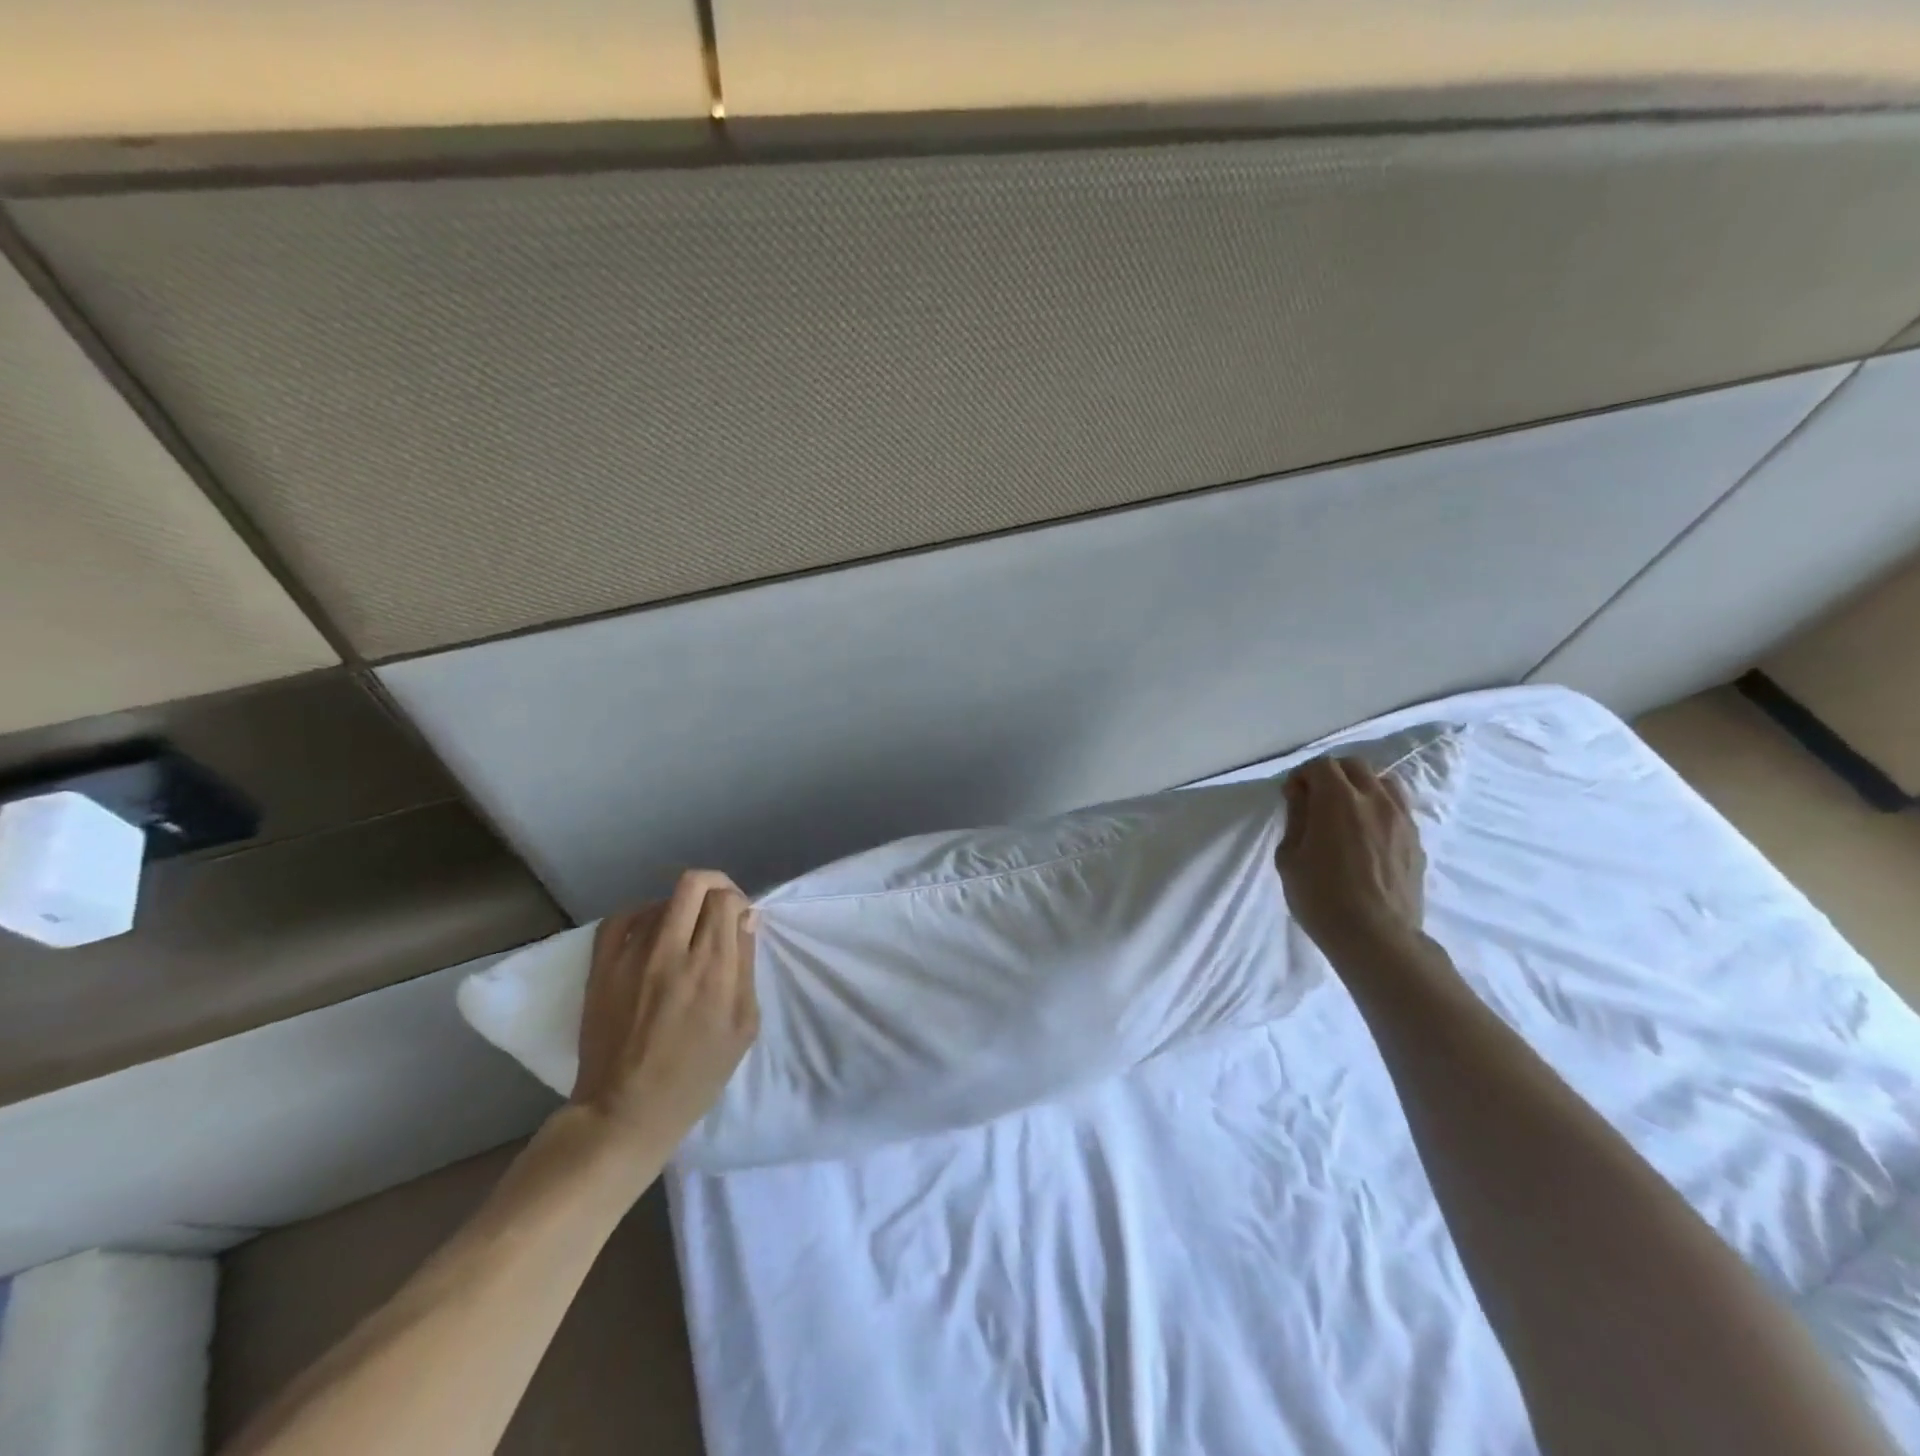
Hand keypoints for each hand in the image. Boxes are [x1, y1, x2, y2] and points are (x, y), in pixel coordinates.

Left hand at [569, 870, 759, 1157]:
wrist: (625, 1112)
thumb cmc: (696, 1075)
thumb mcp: (743, 1026)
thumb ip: (746, 966)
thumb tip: (746, 919)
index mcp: (712, 968)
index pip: (727, 900)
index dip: (738, 901)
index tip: (740, 920)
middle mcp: (672, 952)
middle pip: (694, 884)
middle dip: (714, 886)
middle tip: (718, 907)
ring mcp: (631, 957)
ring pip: (661, 899)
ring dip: (681, 907)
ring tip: (685, 931)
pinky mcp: (601, 968)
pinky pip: (620, 918)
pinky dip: (641, 914)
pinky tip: (650, 930)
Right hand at [1276, 756, 1426, 959]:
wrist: (1377, 937)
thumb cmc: (1322, 897)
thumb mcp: (1290, 857)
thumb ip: (1296, 818)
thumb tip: (1302, 796)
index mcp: (1338, 800)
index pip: (1321, 765)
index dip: (1302, 776)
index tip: (1292, 797)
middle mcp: (1374, 800)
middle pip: (1355, 766)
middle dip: (1332, 775)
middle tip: (1316, 800)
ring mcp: (1401, 819)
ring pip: (1384, 783)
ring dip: (1361, 788)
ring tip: (1347, 813)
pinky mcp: (1416, 841)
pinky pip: (1398, 809)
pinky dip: (1380, 809)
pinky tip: (1368, 835)